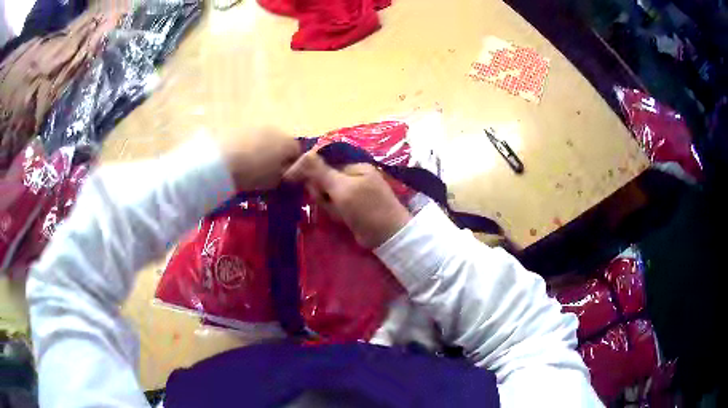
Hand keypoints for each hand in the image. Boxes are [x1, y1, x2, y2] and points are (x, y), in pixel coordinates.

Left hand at [220, 128, 300, 190]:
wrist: (222, 161)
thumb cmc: (254, 174)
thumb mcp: (274, 182)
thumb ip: (285, 177)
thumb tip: (287, 174)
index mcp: (288, 143)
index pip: (297, 153)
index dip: (292, 166)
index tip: (285, 177)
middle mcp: (276, 130)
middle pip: (281, 143)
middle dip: (277, 156)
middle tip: (268, 172)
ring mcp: (257, 126)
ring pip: (265, 139)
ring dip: (262, 150)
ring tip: (251, 166)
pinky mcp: (240, 127)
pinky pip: (249, 139)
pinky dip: (248, 147)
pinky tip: (240, 159)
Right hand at [284, 152, 411, 247]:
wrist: (388, 236)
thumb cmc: (367, 209)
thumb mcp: (342, 188)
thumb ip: (322, 171)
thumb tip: (304, 152)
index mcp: (353, 164)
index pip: (322, 158)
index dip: (306, 167)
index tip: (290, 178)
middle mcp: (351, 173)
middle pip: (322, 176)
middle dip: (320, 191)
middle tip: (327, 202)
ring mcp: (351, 189)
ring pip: (325, 192)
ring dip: (327, 204)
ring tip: (339, 213)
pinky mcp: (350, 204)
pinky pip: (333, 203)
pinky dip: (334, 211)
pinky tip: (342, 218)